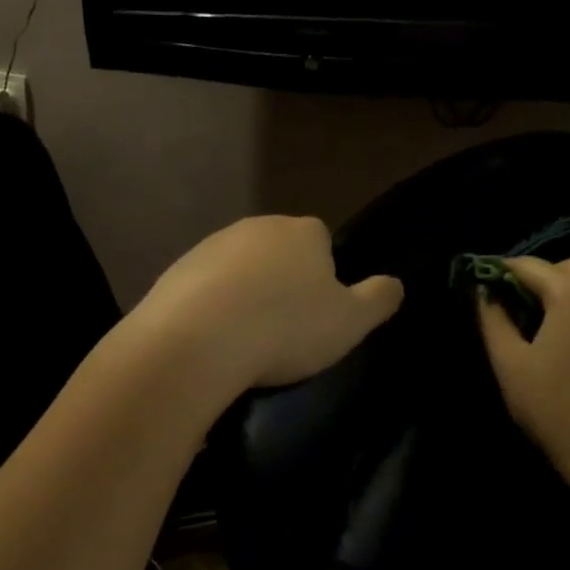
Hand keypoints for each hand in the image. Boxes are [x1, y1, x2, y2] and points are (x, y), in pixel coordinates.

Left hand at [128, 216, 403, 394]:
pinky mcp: (175, 271)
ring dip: (244, 296)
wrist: (197, 342)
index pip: (322, 241)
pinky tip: (212, 342)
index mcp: (302, 232)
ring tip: (246, 341)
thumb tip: (394, 284)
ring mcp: (210, 246)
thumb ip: (379, 299)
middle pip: (278, 253)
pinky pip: (203, 289)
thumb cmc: (286, 328)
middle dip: (281, 283)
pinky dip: (210, 309)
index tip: (317, 313)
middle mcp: (256, 227)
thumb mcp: (351, 322)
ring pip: (239, 270)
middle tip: (284, 330)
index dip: (323, 275)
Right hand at [477, 256, 569, 480]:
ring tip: (539, 327)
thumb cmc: (556, 406)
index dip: (500, 270)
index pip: (529, 266)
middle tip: (512, 304)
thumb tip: (484, 293)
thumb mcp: (510, 364)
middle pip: (567, 269)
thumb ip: (493, 320)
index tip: (480, 281)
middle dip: (537, 278)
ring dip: (563, 295)